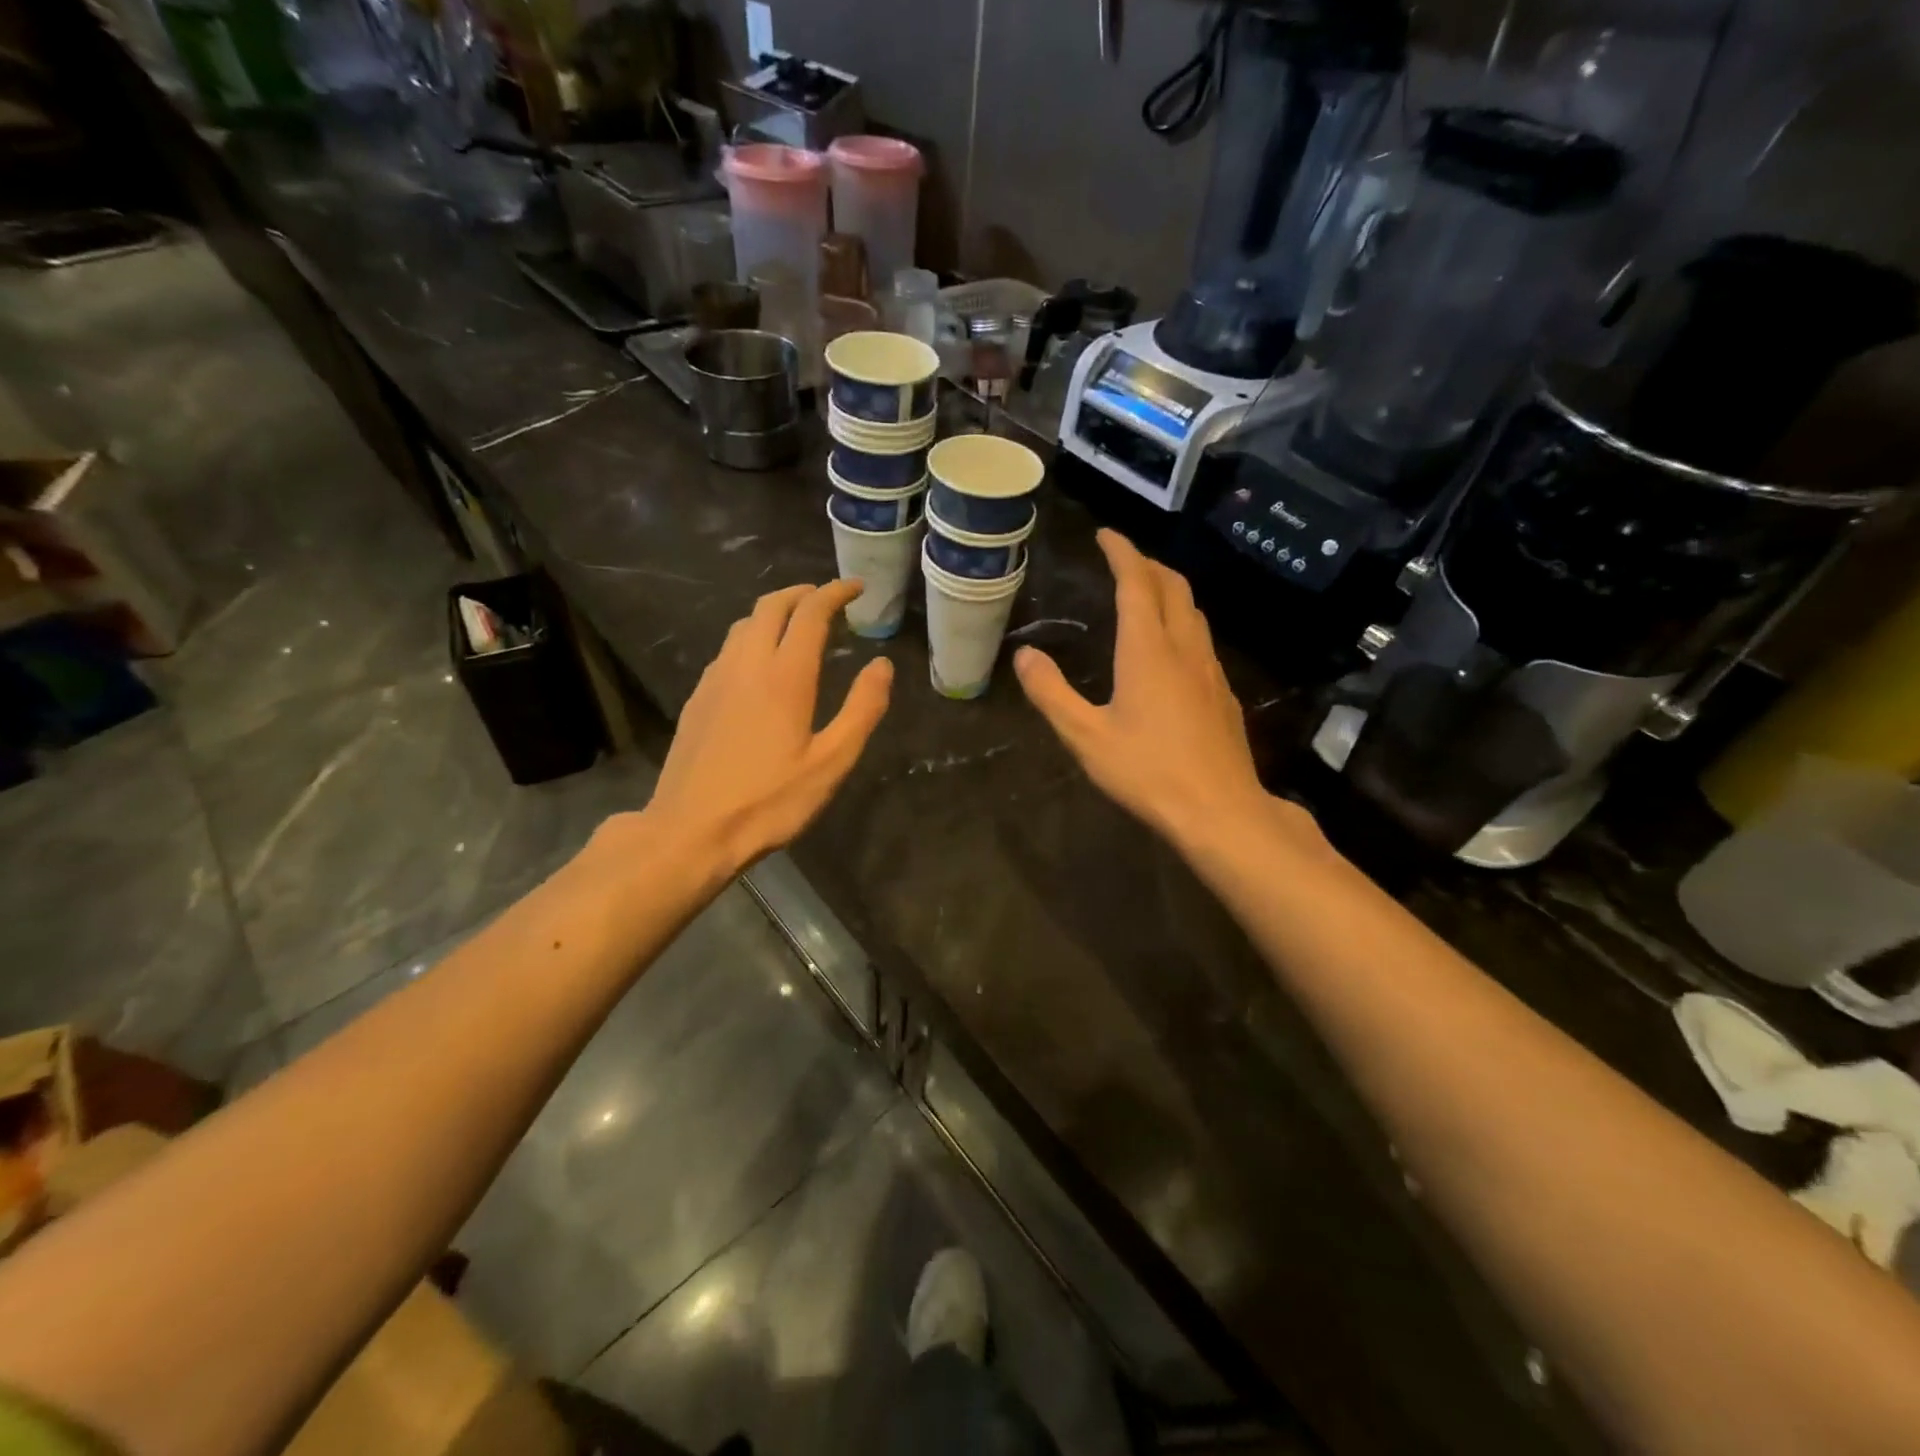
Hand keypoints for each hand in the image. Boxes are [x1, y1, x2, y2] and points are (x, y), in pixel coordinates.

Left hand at [642, 581, 892, 877]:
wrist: (691, 831)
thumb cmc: (770, 801)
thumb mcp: (831, 763)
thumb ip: (861, 709)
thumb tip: (881, 665)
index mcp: (785, 675)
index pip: (811, 613)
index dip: (835, 593)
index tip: (856, 587)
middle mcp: (746, 664)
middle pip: (771, 606)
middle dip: (802, 592)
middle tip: (827, 598)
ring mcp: (716, 679)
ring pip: (743, 624)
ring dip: (773, 611)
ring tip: (796, 624)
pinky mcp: (698, 698)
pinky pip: (728, 649)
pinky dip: (751, 636)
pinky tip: (759, 663)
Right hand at [1015, 530, 1265, 847]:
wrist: (1219, 809)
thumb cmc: (1147, 772)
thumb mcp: (1085, 736)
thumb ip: (1051, 693)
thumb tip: (1025, 655)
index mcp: (1148, 649)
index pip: (1137, 582)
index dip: (1122, 552)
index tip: (1105, 534)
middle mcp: (1184, 648)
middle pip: (1173, 587)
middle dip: (1148, 564)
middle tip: (1123, 559)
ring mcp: (1210, 669)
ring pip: (1193, 611)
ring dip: (1169, 590)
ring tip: (1146, 592)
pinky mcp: (1223, 692)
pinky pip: (1202, 638)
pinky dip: (1182, 621)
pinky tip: (1171, 647)